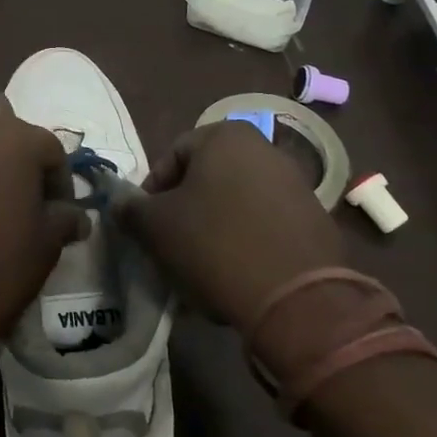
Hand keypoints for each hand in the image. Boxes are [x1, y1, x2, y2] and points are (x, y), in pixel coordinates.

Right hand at [111, 120, 344, 329]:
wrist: (296, 299)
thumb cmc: (215, 244)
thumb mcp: (155, 226)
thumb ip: (130, 208)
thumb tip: (119, 203)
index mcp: (225, 136)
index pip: (172, 156)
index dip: (152, 192)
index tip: (147, 226)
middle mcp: (265, 149)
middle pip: (207, 178)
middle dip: (186, 210)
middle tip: (172, 246)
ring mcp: (296, 184)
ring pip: (237, 202)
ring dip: (215, 227)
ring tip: (203, 266)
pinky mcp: (316, 220)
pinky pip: (266, 225)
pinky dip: (248, 242)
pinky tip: (238, 274)